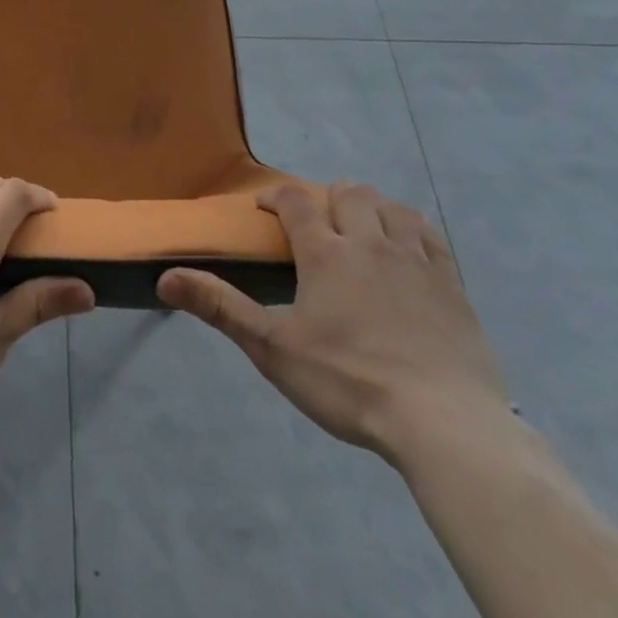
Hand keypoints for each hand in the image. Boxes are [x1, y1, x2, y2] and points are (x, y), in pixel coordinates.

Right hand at [158, 181, 506, 464]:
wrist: (444, 424)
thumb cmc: (350, 383)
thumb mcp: (274, 349)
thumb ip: (220, 308)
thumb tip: (165, 278)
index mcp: (326, 254)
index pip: (295, 201)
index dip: (276, 196)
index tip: (265, 208)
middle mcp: (369, 243)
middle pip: (348, 193)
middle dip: (327, 198)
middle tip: (318, 222)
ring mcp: (415, 261)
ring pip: (392, 207)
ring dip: (372, 208)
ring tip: (362, 229)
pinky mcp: (452, 285)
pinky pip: (431, 236)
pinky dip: (414, 230)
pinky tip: (409, 248)